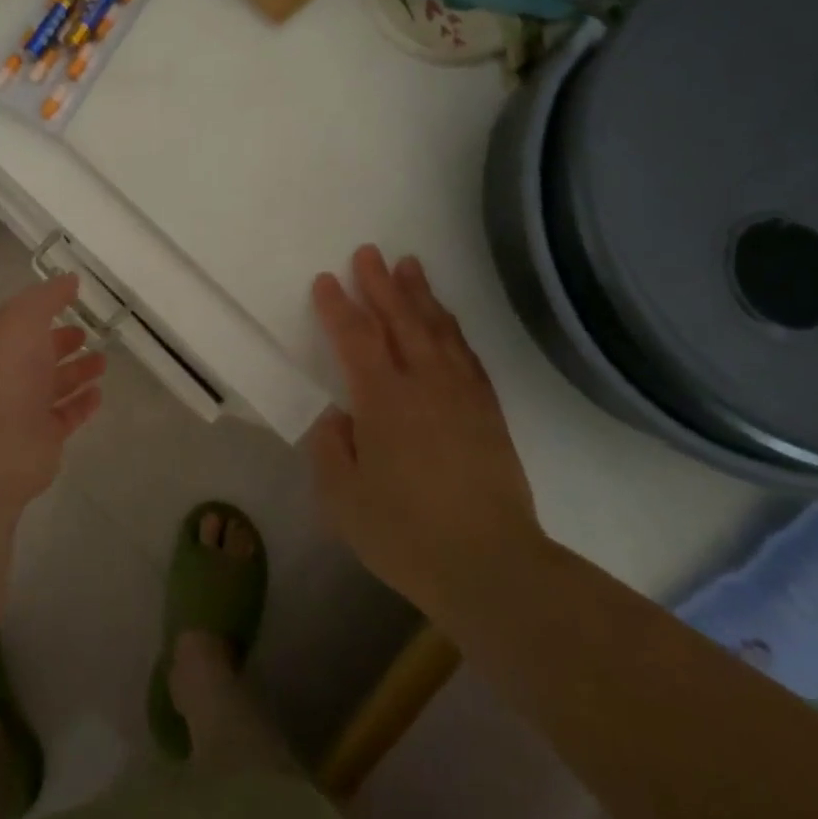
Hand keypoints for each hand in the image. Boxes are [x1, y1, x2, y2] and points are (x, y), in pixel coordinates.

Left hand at [0, 272, 106, 512]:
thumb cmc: (4, 373)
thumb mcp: (22, 318)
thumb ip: (47, 297)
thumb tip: (69, 280)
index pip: (21, 319)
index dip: (44, 306)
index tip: (74, 296)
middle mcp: (5, 372)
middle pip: (37, 352)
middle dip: (61, 341)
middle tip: (89, 331)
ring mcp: (22, 407)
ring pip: (53, 384)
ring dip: (77, 371)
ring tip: (103, 361)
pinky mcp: (41, 438)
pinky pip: (66, 415)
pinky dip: (81, 403)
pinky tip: (99, 394)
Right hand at [308, 245, 542, 617]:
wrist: (491, 567)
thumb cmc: (406, 534)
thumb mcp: (343, 499)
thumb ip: (332, 448)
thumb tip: (341, 416)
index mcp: (382, 400)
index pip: (356, 338)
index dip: (339, 307)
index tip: (326, 280)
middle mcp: (424, 385)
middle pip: (400, 320)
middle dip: (381, 284)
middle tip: (368, 252)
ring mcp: (461, 396)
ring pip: (438, 330)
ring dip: (420, 295)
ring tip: (409, 265)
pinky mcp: (488, 413)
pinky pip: (468, 356)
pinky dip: (453, 330)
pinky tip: (447, 320)